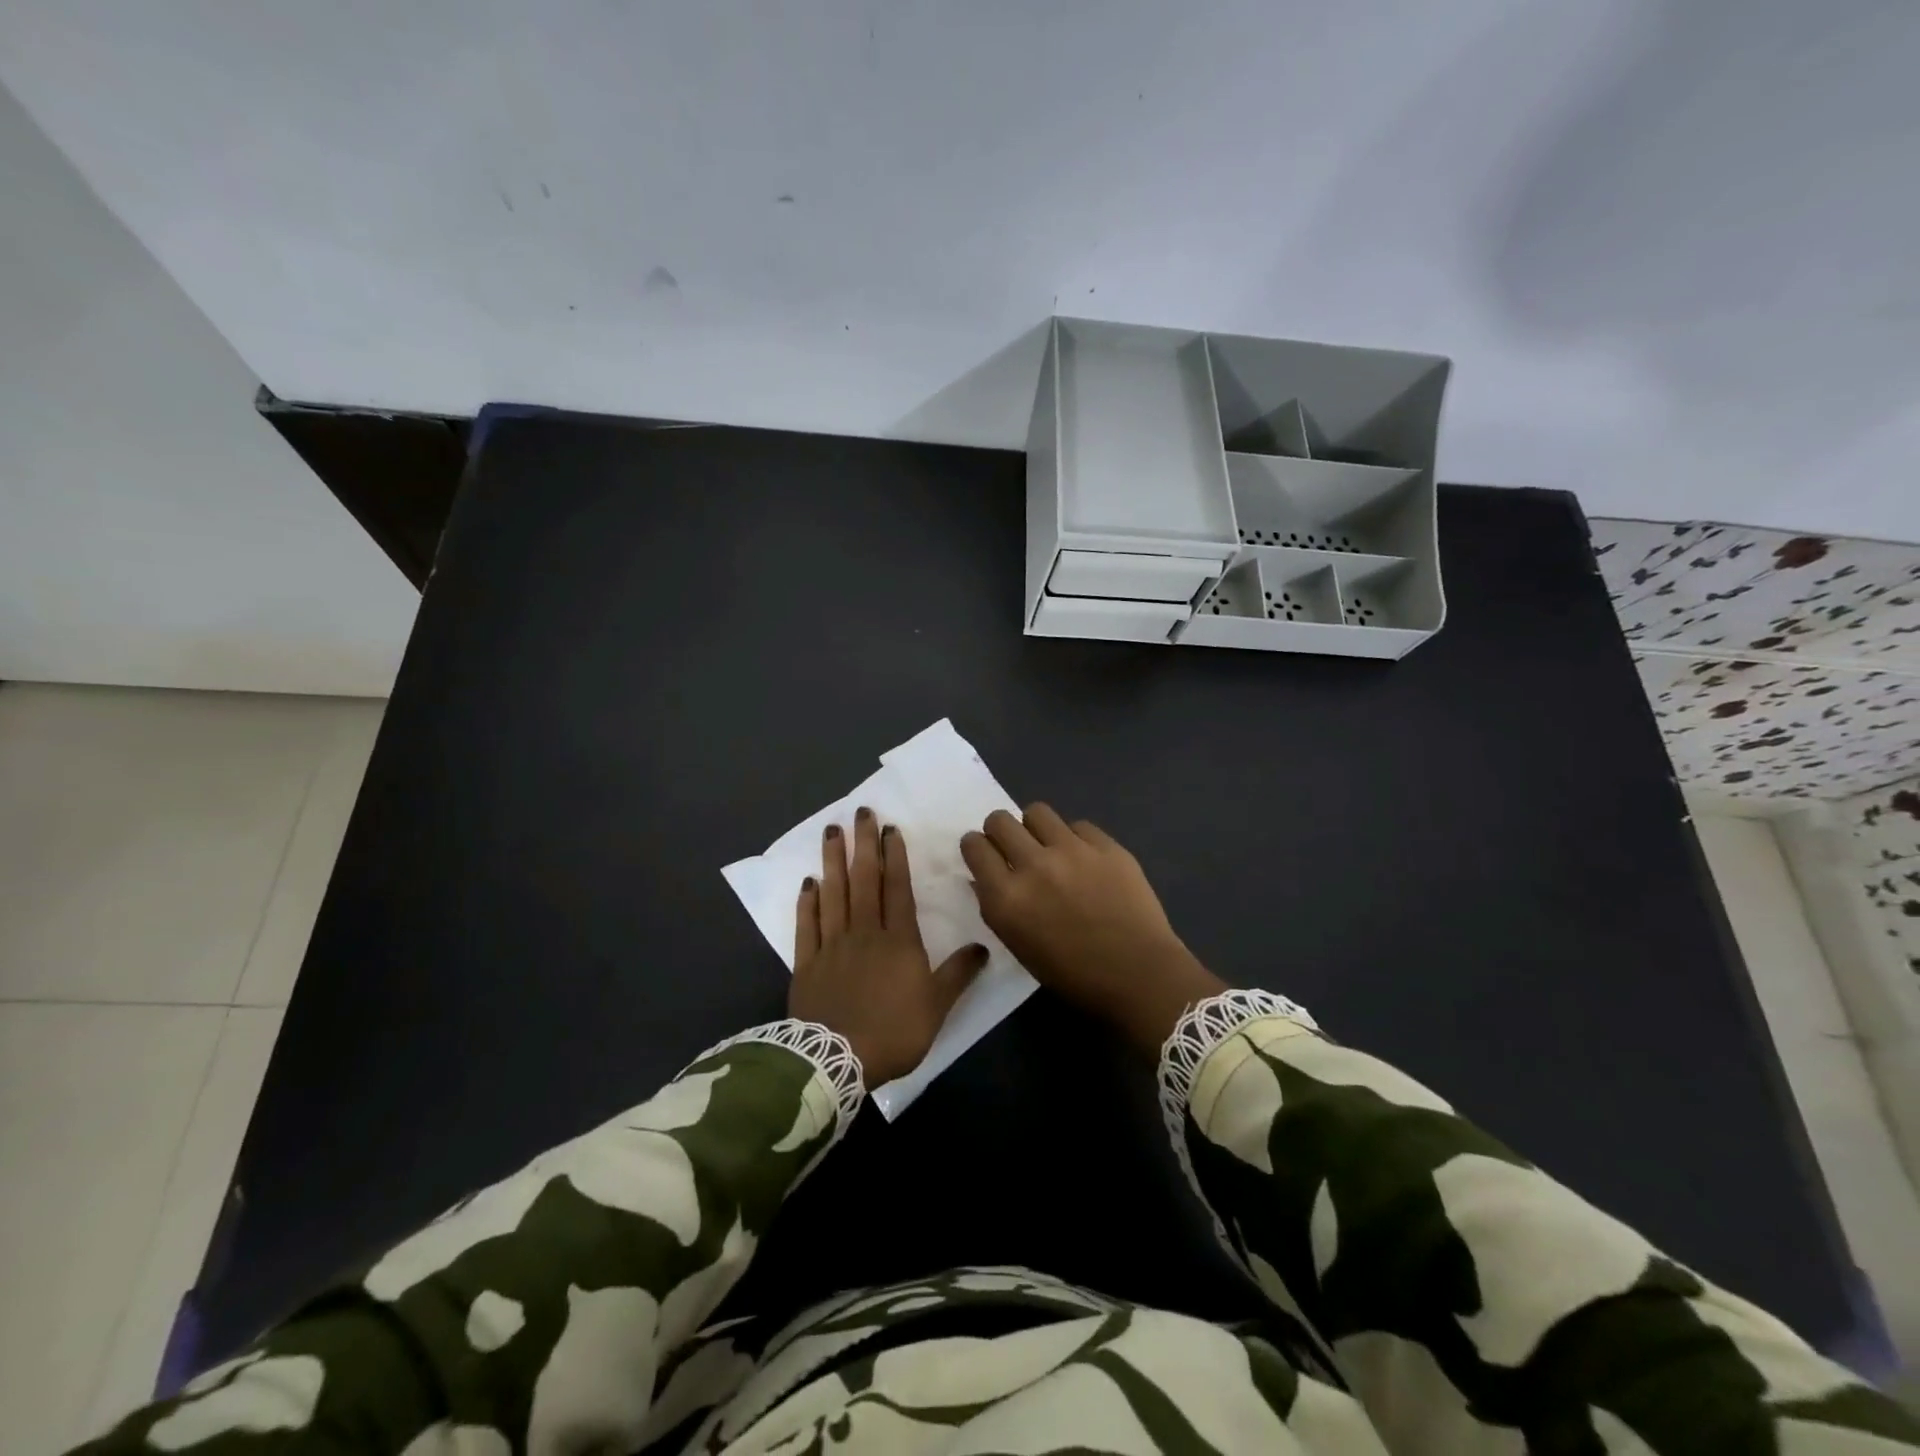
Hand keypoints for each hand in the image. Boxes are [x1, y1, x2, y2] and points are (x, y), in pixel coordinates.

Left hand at [791, 807, 987, 1088]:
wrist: (837, 1060)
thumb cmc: (893, 1032)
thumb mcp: (936, 1006)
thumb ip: (958, 974)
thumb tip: (982, 946)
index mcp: (898, 940)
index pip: (896, 888)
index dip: (894, 856)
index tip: (890, 829)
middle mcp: (864, 932)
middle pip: (863, 880)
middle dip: (863, 844)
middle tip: (860, 812)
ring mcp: (832, 945)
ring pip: (833, 894)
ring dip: (833, 861)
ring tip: (831, 831)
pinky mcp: (807, 963)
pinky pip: (806, 925)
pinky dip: (807, 902)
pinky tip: (808, 881)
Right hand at [961, 804, 1223, 1055]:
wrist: (1139, 975)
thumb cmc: (1073, 975)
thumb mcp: (1018, 946)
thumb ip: (997, 905)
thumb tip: (984, 877)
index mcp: (1006, 898)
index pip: (974, 846)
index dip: (976, 847)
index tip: (985, 853)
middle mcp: (1033, 865)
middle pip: (999, 820)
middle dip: (1000, 831)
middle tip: (1014, 848)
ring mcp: (1072, 850)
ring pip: (1037, 811)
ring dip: (1035, 827)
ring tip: (1049, 846)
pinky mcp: (1105, 844)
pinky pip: (1077, 825)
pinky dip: (1074, 838)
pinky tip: (1085, 859)